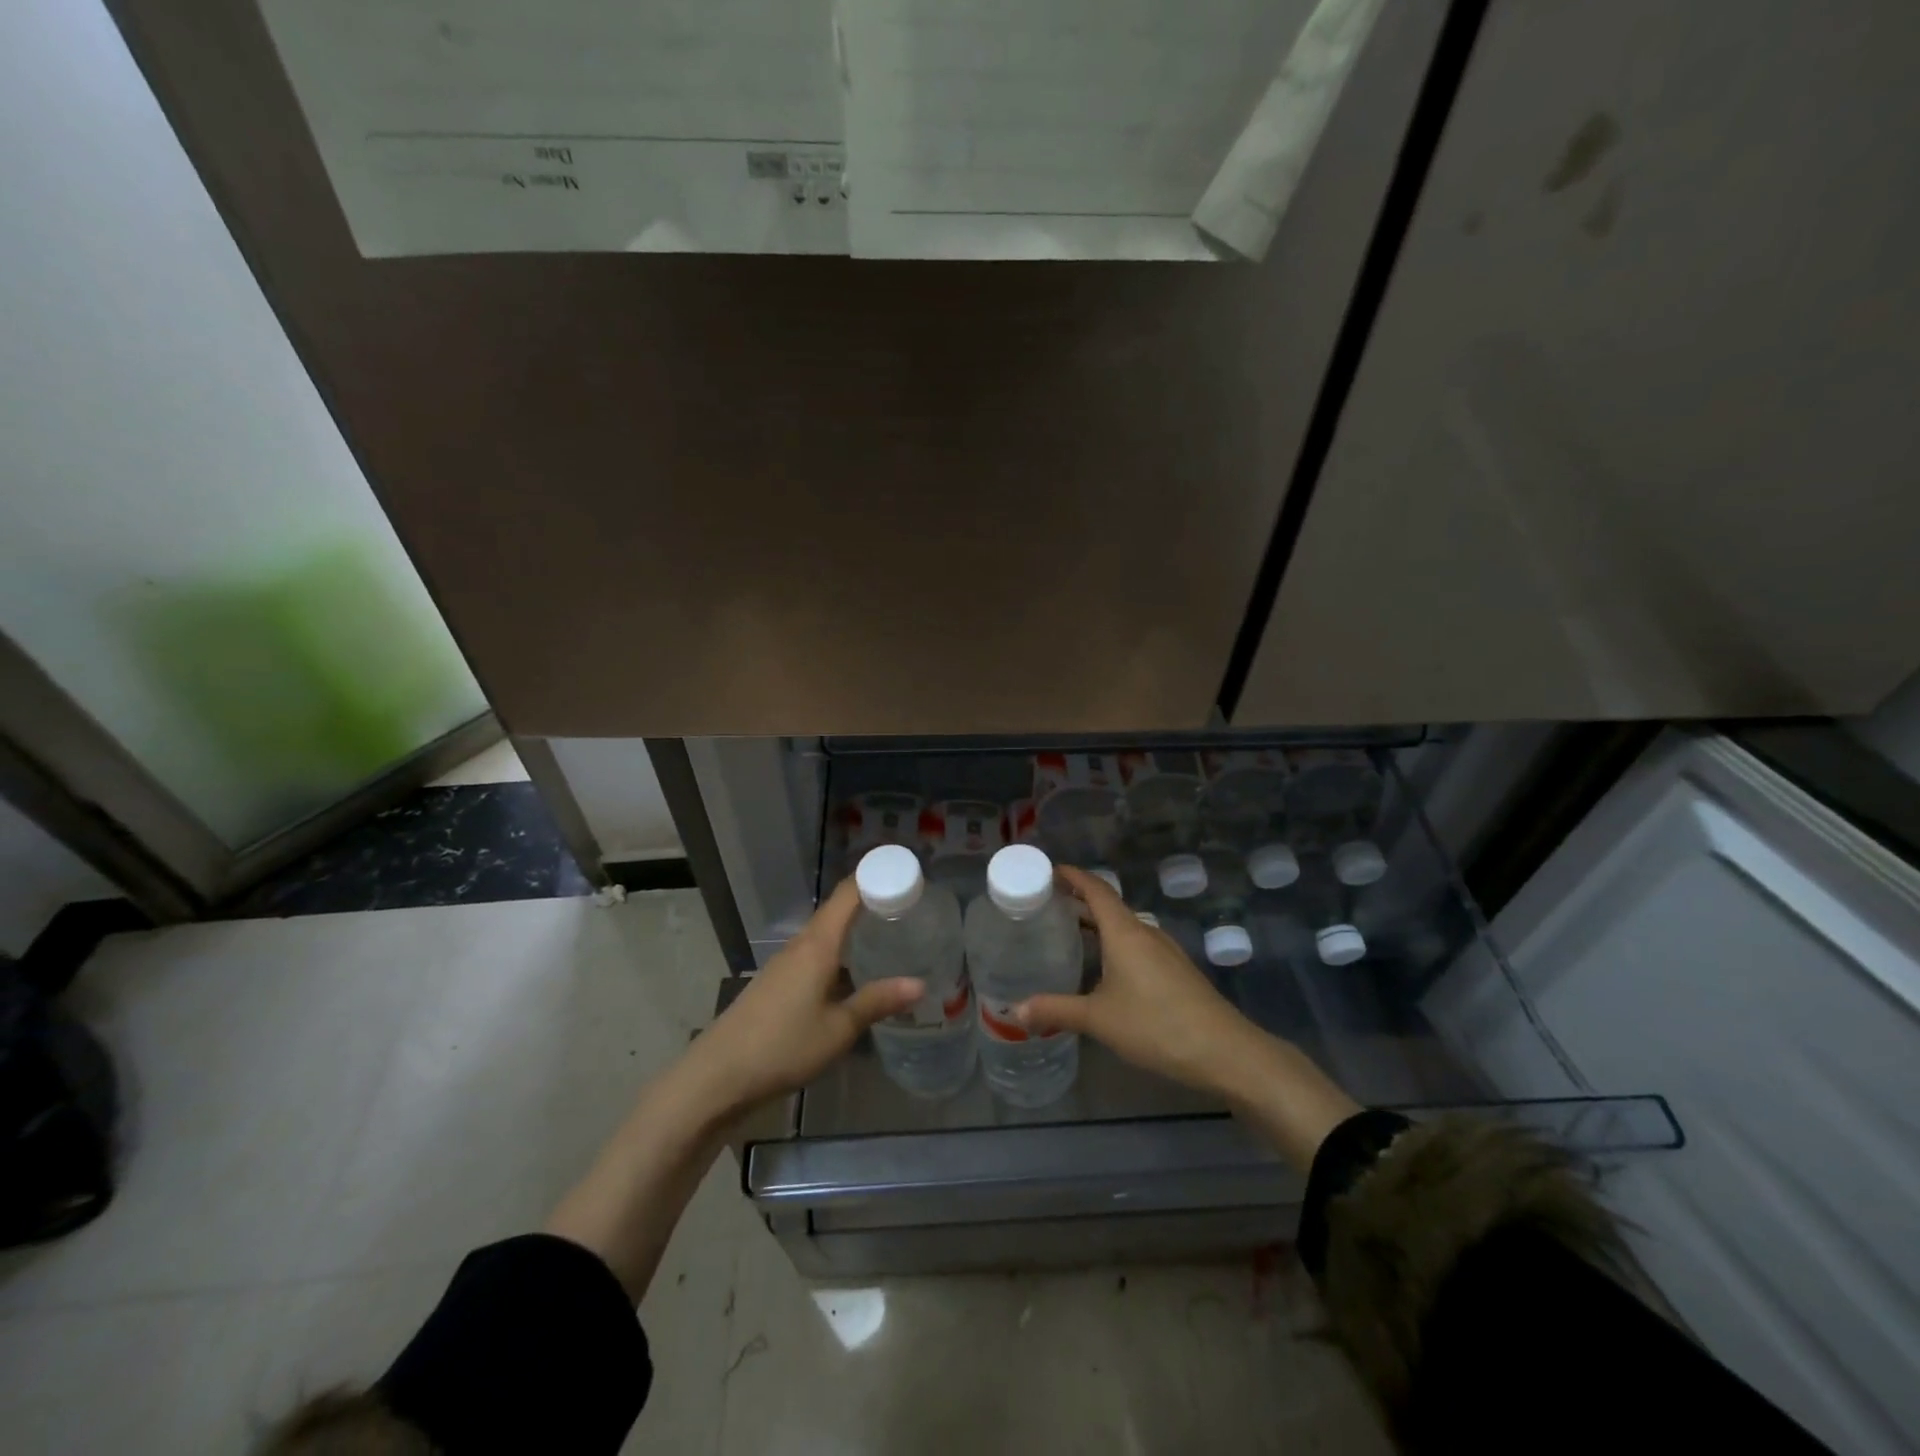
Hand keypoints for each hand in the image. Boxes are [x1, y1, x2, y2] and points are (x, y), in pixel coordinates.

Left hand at [684, 877, 921, 1116]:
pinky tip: (853, 972)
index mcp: (817, 944)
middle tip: (909, 906)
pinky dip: (839, 950)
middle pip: (838, 909)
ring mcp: (784, 963)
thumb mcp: (838, 1029)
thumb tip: (920, 984)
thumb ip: (877, 1002)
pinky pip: (814, 952)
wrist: (717, 1075)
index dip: (876, 876)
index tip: (907, 875)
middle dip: (871, 901)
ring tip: (889, 934)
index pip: (849, 893)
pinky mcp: (776, 982)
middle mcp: (800, 945)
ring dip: (854, 927)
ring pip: (825, 932)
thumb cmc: (783, 1046)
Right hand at [1014, 865, 1267, 1098]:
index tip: (1048, 870)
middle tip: (1047, 906)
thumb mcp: (1099, 1019)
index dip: (1072, 876)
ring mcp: (1165, 951)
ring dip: (1098, 925)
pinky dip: (1114, 944)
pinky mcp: (1176, 970)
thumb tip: (1015, 1011)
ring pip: (1125, 927)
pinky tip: (1104, 968)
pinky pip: (1138, 944)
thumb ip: (1056, 1010)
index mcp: (1125, 931)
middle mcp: (1145, 932)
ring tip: (1069, 935)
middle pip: (1109, 906)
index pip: (1096, 889)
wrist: (1224, 1050)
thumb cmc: (1156, 1025)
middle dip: (1079, 901)